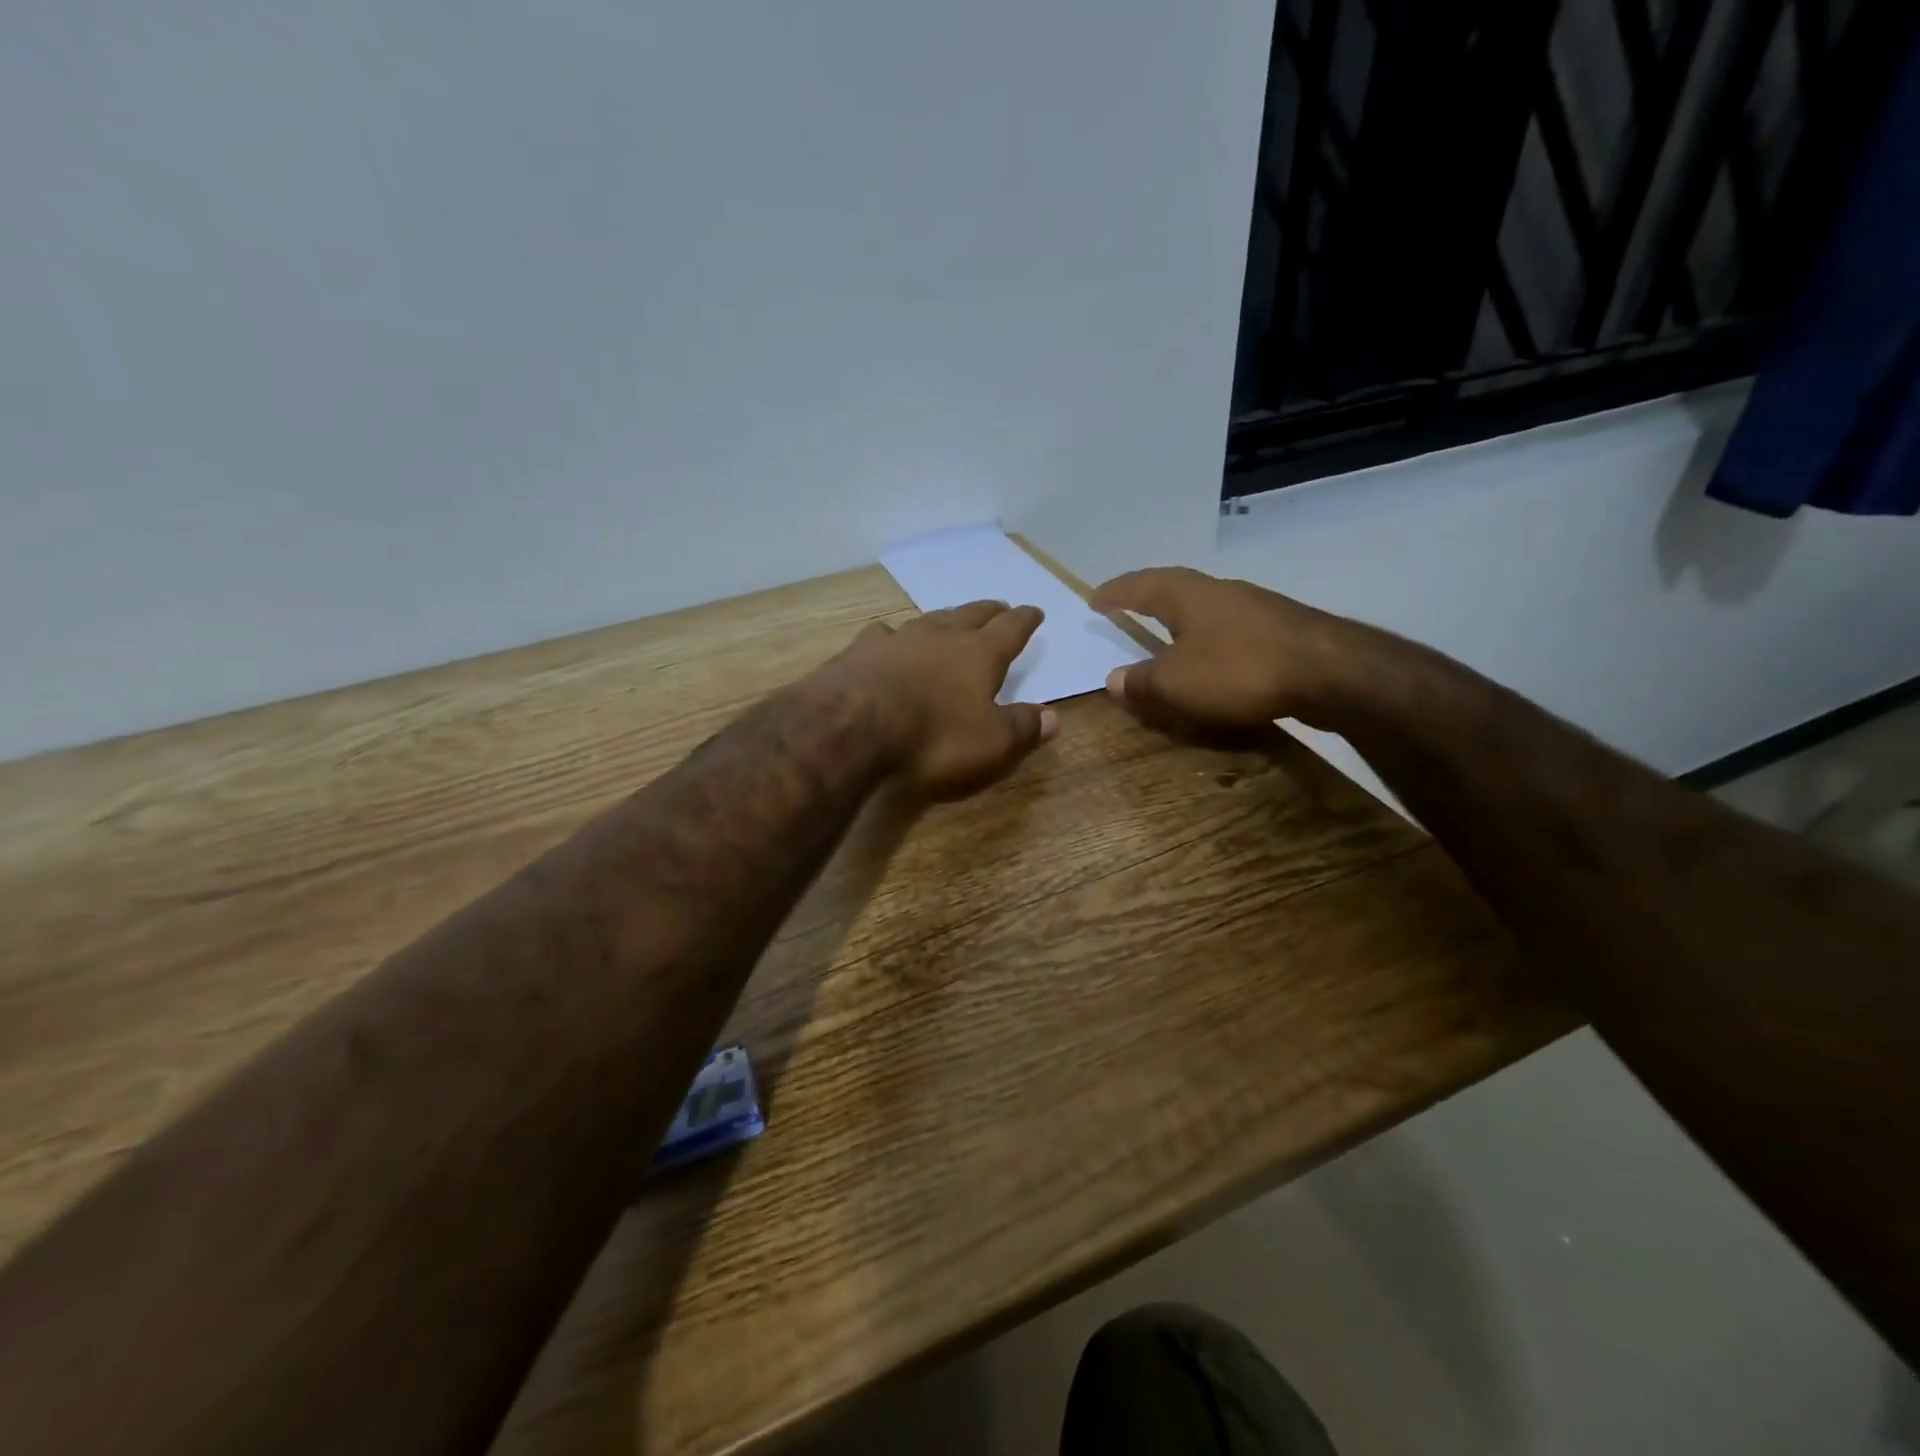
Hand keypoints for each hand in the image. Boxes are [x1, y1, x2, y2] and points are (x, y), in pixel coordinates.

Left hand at [827, 601, 1058, 799]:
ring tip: (950, 618)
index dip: (1025, 621)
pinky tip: (886, 638)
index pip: (1010, 630)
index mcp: (978, 655)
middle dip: (988, 612)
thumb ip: (1024, 728)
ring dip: (944, 618)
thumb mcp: (992, 744)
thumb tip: (1053, 716)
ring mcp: (896, 641)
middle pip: (970, 615)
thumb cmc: (933, 739)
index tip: (1034, 611)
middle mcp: (939, 637)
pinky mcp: (858, 654)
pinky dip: (892, 636)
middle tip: (999, 606)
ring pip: (927, 620)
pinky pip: (882, 635)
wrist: (850, 730)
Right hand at [1089, 567, 1371, 733]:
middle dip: (1147, 598)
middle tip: (1126, 609)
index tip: (1094, 599)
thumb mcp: (1177, 683)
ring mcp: (1254, 608)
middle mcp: (1219, 592)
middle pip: (1174, 589)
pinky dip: (1208, 643)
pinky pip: (1229, 631)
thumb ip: (1141, 682)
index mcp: (1186, 596)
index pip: (1139, 587)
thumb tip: (1113, 680)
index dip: (1115, 593)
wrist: (1330, 672)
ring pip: (1204, 609)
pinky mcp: (1280, 630)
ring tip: (1165, 635)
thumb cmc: (1240, 670)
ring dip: (1180, 621)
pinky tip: (1212, 660)